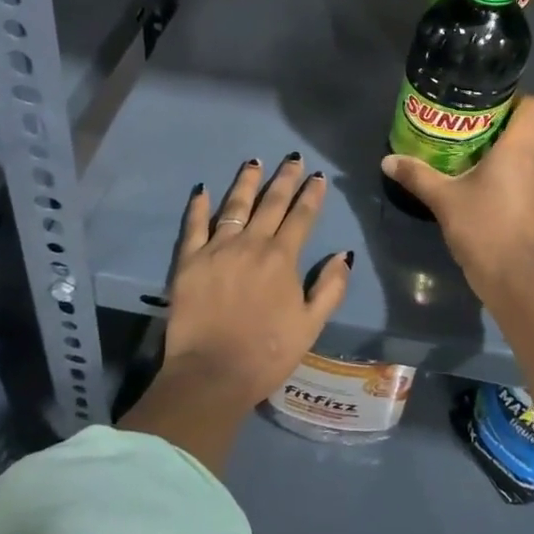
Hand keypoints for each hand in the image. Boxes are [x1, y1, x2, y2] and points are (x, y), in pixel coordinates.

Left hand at [162, 154, 351, 411]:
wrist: (211, 374)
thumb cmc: (267, 353)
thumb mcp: (311, 325)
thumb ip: (330, 287)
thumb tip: (344, 255)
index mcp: (282, 258)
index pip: (301, 217)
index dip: (311, 195)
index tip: (317, 176)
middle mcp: (251, 243)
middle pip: (271, 203)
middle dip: (284, 178)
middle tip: (292, 158)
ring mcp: (217, 249)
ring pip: (234, 205)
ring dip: (246, 182)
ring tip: (254, 162)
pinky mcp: (189, 260)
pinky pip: (194, 225)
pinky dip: (198, 206)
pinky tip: (202, 190)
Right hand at [380, 93, 533, 295]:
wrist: (512, 277)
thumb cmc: (482, 227)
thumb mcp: (443, 198)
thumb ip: (416, 174)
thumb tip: (387, 160)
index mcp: (520, 148)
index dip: (515, 98)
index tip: (485, 102)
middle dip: (509, 117)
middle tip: (474, 120)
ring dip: (512, 141)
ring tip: (475, 143)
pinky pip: (531, 168)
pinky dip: (514, 163)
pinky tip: (484, 174)